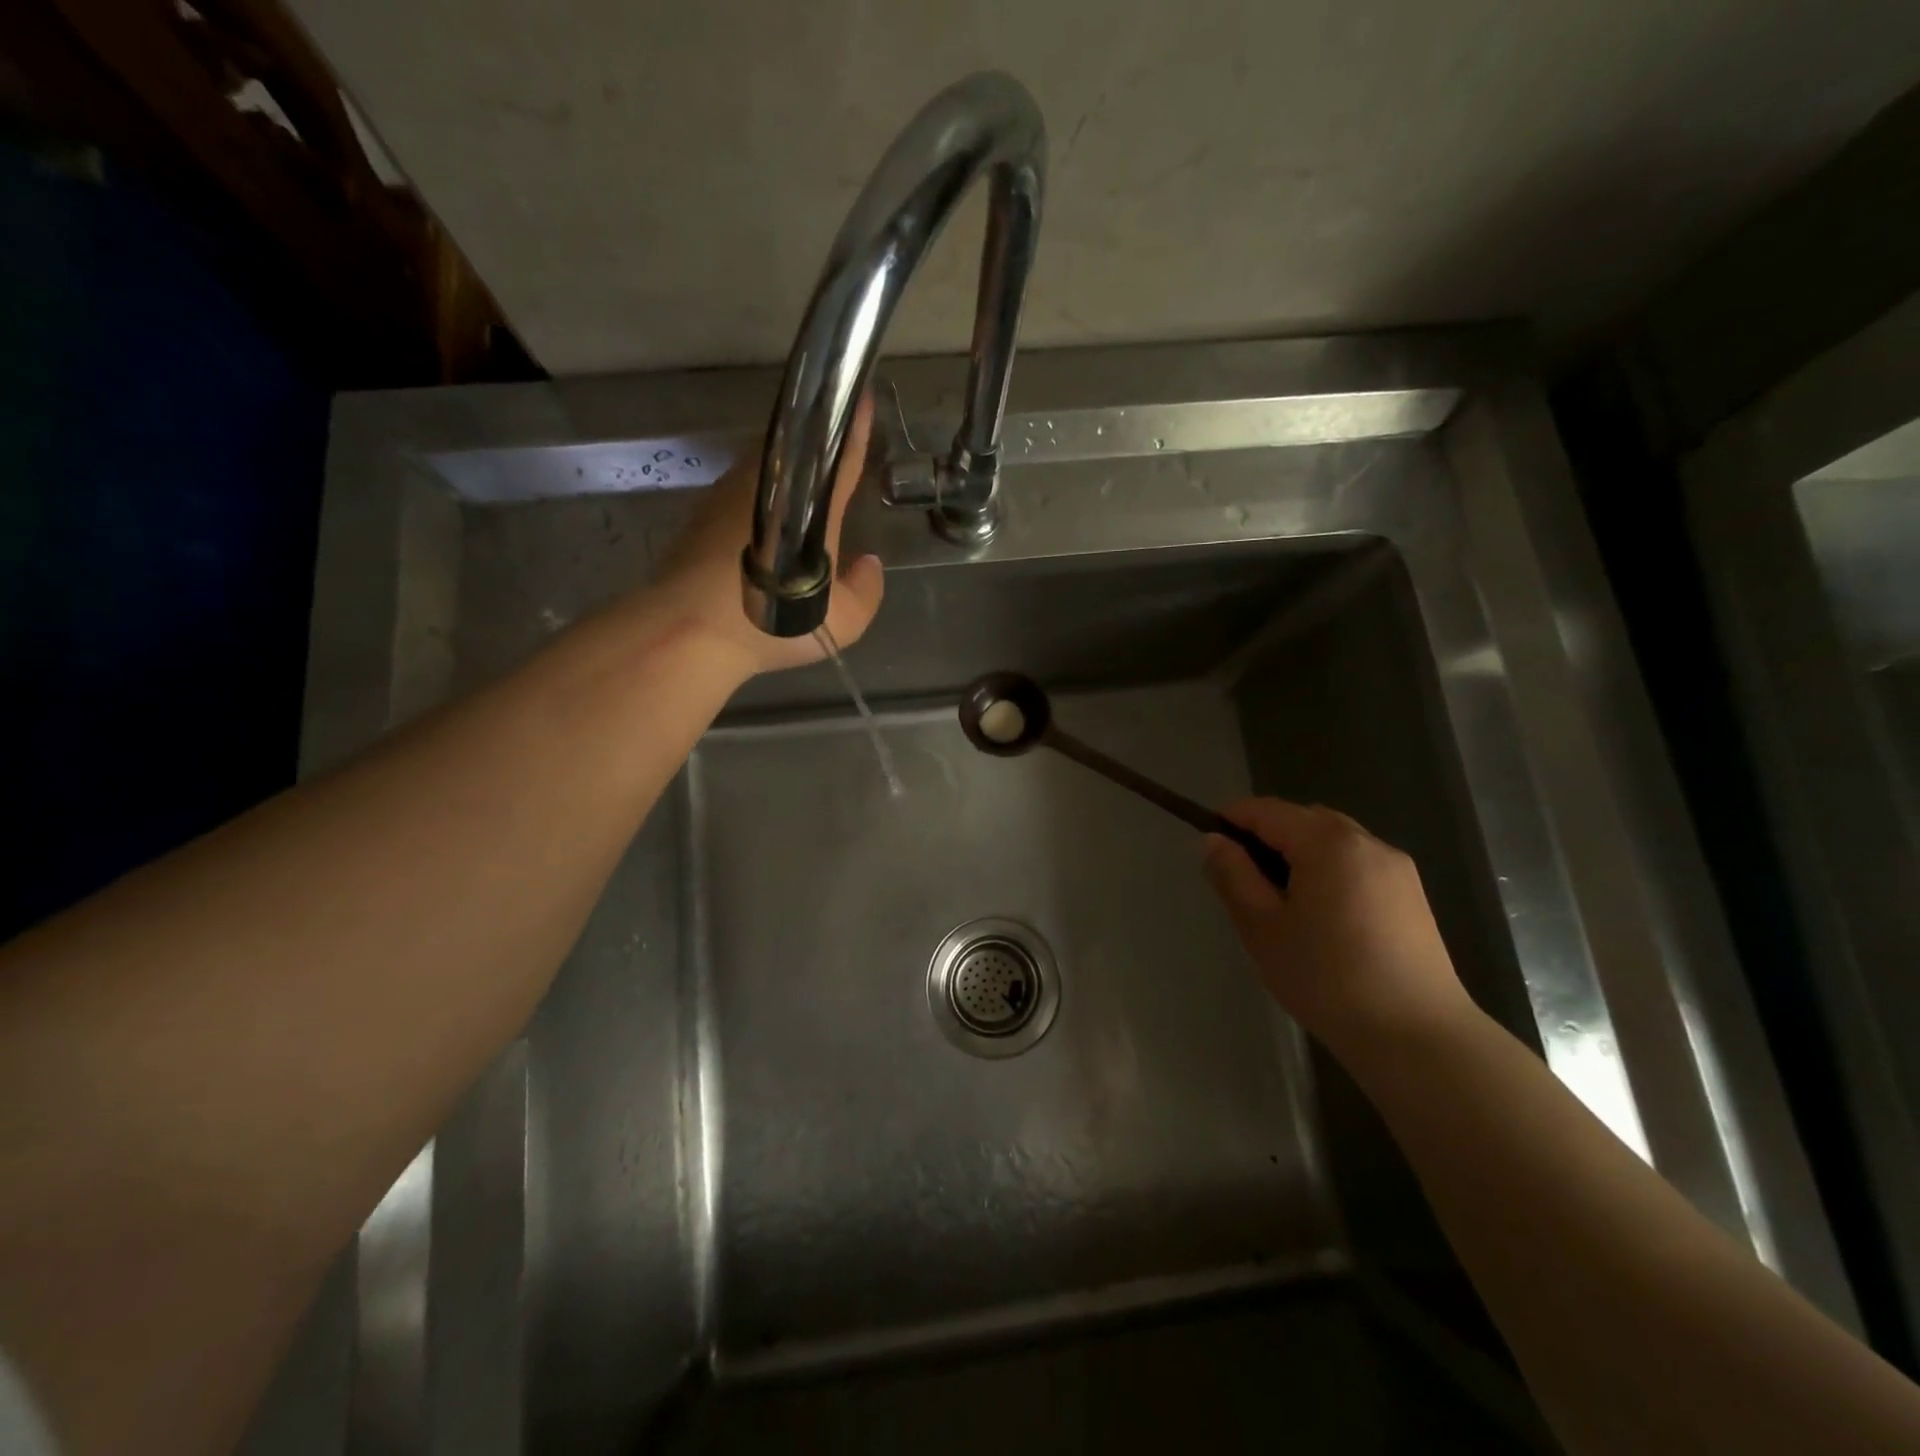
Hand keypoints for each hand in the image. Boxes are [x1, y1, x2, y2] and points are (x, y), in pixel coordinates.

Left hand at [649, 394, 884, 678]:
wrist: (691, 629)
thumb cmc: (775, 622)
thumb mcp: (844, 622)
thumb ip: (866, 590)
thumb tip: (869, 563)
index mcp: (810, 504)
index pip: (839, 454)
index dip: (853, 427)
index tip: (860, 396)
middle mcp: (768, 485)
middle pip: (796, 451)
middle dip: (814, 449)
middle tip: (829, 461)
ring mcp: (728, 494)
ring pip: (765, 468)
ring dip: (782, 473)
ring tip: (796, 494)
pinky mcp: (700, 511)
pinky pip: (739, 492)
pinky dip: (755, 498)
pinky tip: (760, 526)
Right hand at [1202, 798, 1473, 1059]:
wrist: (1417, 1037)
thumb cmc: (1326, 978)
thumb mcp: (1262, 927)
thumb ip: (1233, 875)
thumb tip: (1214, 841)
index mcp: (1327, 842)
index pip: (1267, 810)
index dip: (1232, 819)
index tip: (1210, 845)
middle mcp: (1366, 842)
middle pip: (1303, 819)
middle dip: (1267, 837)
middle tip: (1243, 881)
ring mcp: (1396, 867)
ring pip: (1332, 840)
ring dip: (1299, 854)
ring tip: (1282, 902)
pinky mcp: (1412, 894)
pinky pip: (1356, 863)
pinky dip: (1329, 871)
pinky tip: (1322, 918)